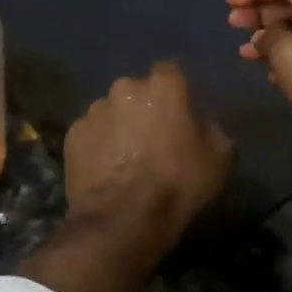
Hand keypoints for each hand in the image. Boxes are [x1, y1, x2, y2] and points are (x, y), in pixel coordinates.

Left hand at [63, 61, 232, 241]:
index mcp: (162, 87)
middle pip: (137, 91)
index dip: (175, 92)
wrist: (123, 219)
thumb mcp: (219, 158)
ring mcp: (94, 110)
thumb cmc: (177, 183)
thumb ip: (211, 128)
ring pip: (111, 111)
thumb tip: (199, 122)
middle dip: (144, 108)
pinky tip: (106, 169)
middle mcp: (124, 88)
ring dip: (119, 126)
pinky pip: (91, 133)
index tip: (179, 113)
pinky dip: (98, 145)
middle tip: (152, 139)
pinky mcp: (72, 134)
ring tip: (125, 158)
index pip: (170, 72)